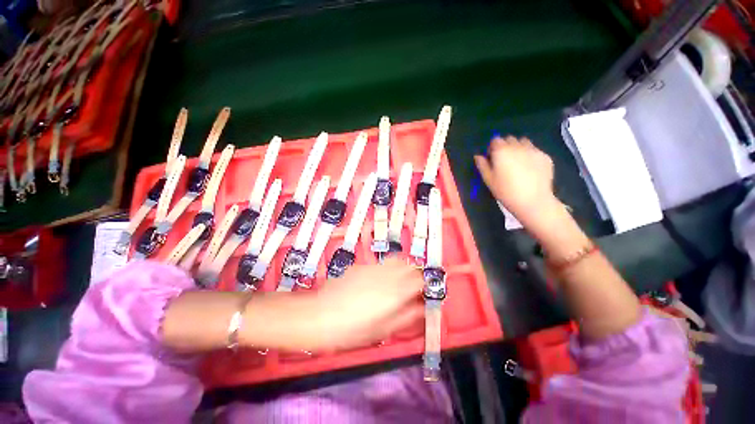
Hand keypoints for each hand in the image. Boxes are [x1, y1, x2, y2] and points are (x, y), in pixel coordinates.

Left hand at [305, 257, 424, 350]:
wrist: (320, 315)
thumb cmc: (353, 329)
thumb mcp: (384, 329)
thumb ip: (407, 317)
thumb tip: (423, 309)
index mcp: (397, 290)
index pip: (421, 279)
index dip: (425, 286)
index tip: (422, 294)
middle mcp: (388, 273)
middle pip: (409, 265)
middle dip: (414, 275)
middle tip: (409, 289)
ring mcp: (373, 267)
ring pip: (395, 260)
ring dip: (400, 269)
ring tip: (395, 284)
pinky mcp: (361, 265)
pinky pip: (379, 264)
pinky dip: (384, 270)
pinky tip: (373, 283)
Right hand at [474, 136, 555, 219]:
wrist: (532, 201)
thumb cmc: (505, 191)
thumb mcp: (488, 180)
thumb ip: (482, 165)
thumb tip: (478, 156)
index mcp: (502, 151)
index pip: (495, 140)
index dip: (492, 148)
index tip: (492, 158)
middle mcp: (518, 146)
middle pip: (510, 139)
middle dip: (506, 146)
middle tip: (504, 161)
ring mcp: (533, 150)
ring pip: (524, 142)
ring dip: (519, 148)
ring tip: (518, 162)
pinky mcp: (545, 156)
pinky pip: (535, 150)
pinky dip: (530, 155)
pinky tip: (530, 168)